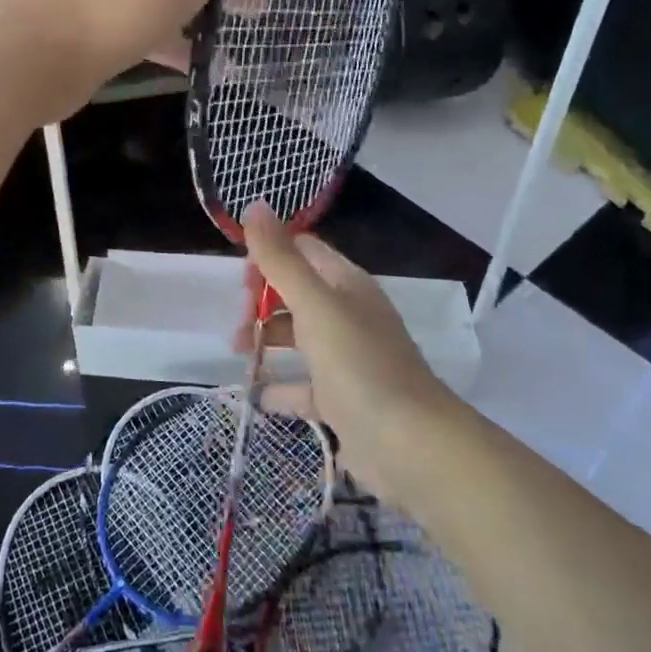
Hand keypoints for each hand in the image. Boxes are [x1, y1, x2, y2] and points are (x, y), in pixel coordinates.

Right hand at [241, 205, 456, 494]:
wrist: (412, 447)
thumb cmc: (360, 366)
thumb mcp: (315, 306)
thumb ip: (281, 259)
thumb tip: (255, 204)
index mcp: (347, 284)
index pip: (304, 251)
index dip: (270, 256)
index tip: (240, 281)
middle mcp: (350, 315)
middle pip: (298, 293)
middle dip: (263, 302)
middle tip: (239, 325)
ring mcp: (349, 359)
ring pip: (300, 338)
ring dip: (267, 340)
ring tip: (239, 354)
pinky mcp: (345, 401)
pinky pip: (305, 387)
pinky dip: (281, 388)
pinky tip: (257, 395)